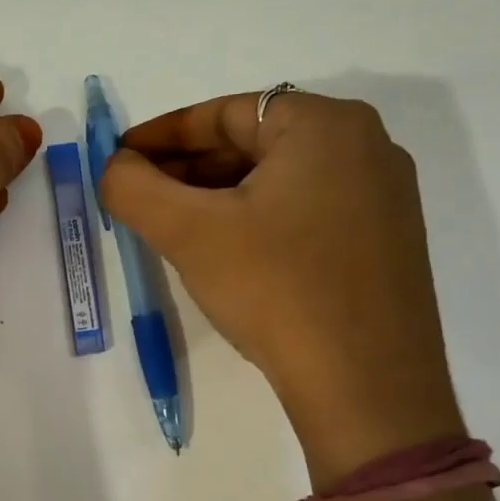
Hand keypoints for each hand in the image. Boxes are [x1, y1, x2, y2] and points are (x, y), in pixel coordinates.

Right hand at [99, 90, 461, 482]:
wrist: (366, 388)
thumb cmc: (275, 289)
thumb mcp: (189, 232)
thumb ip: (133, 187)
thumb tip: (114, 168)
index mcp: (326, 124)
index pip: (224, 113)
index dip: (160, 135)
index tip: (118, 159)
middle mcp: (365, 146)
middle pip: (253, 143)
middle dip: (187, 169)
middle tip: (138, 197)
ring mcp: (383, 197)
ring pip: (278, 181)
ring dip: (218, 197)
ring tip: (171, 228)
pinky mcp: (385, 243)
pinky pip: (305, 212)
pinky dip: (256, 221)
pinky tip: (224, 254)